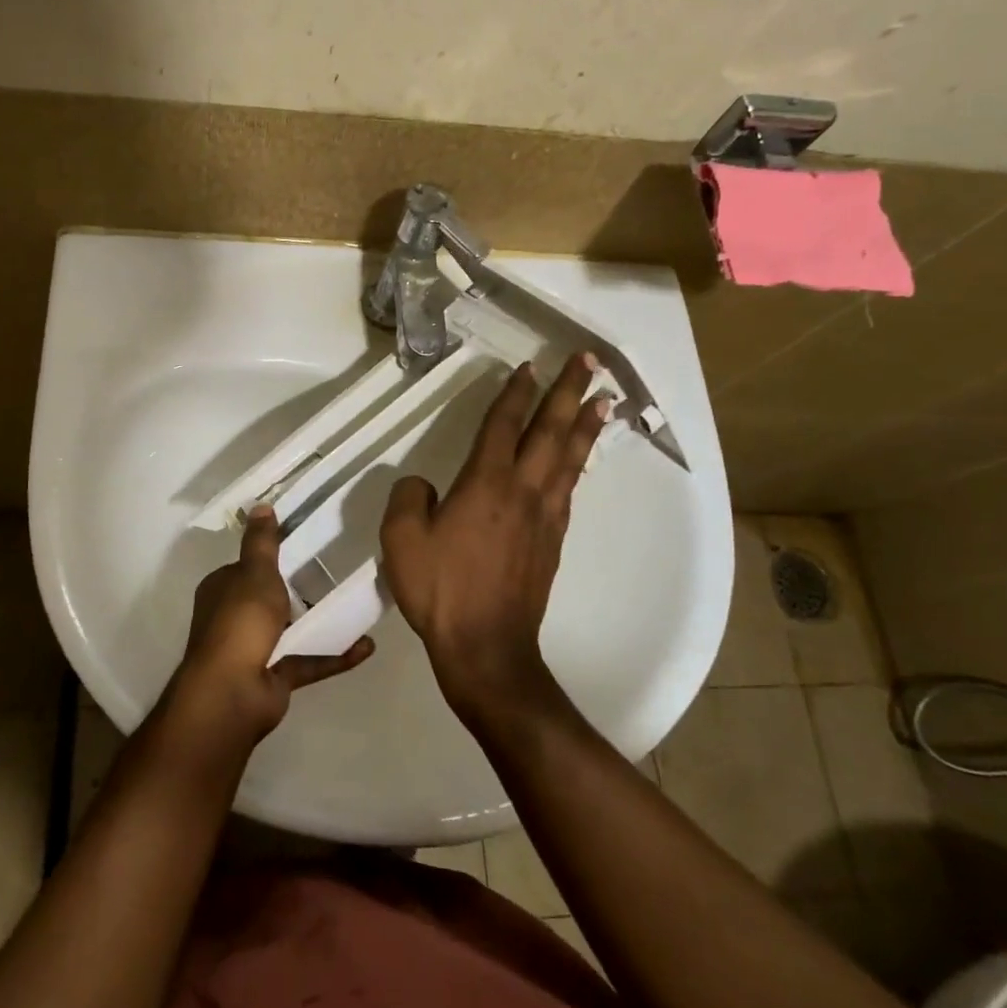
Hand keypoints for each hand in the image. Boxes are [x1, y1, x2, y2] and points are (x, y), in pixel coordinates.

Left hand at [168, 506, 374, 748]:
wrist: (233, 692)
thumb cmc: (241, 621)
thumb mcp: (255, 572)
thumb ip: (262, 542)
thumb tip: (260, 506)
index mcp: (222, 590)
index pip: (246, 568)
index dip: (271, 558)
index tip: (304, 546)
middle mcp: (234, 618)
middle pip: (270, 600)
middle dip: (300, 592)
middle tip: (338, 575)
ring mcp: (254, 650)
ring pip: (292, 631)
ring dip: (322, 623)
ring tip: (357, 607)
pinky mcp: (275, 677)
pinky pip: (308, 661)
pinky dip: (334, 654)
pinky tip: (365, 646)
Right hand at [380, 354, 609, 717]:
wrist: (486, 646)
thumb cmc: (441, 590)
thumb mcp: (401, 540)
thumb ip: (409, 499)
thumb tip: (424, 485)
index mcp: (485, 484)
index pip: (503, 425)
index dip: (516, 393)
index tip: (529, 367)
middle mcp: (522, 490)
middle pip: (551, 431)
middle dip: (569, 392)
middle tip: (589, 361)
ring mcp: (544, 516)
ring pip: (570, 458)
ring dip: (586, 425)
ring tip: (604, 399)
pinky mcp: (553, 541)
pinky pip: (569, 489)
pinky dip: (579, 465)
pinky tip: (580, 460)